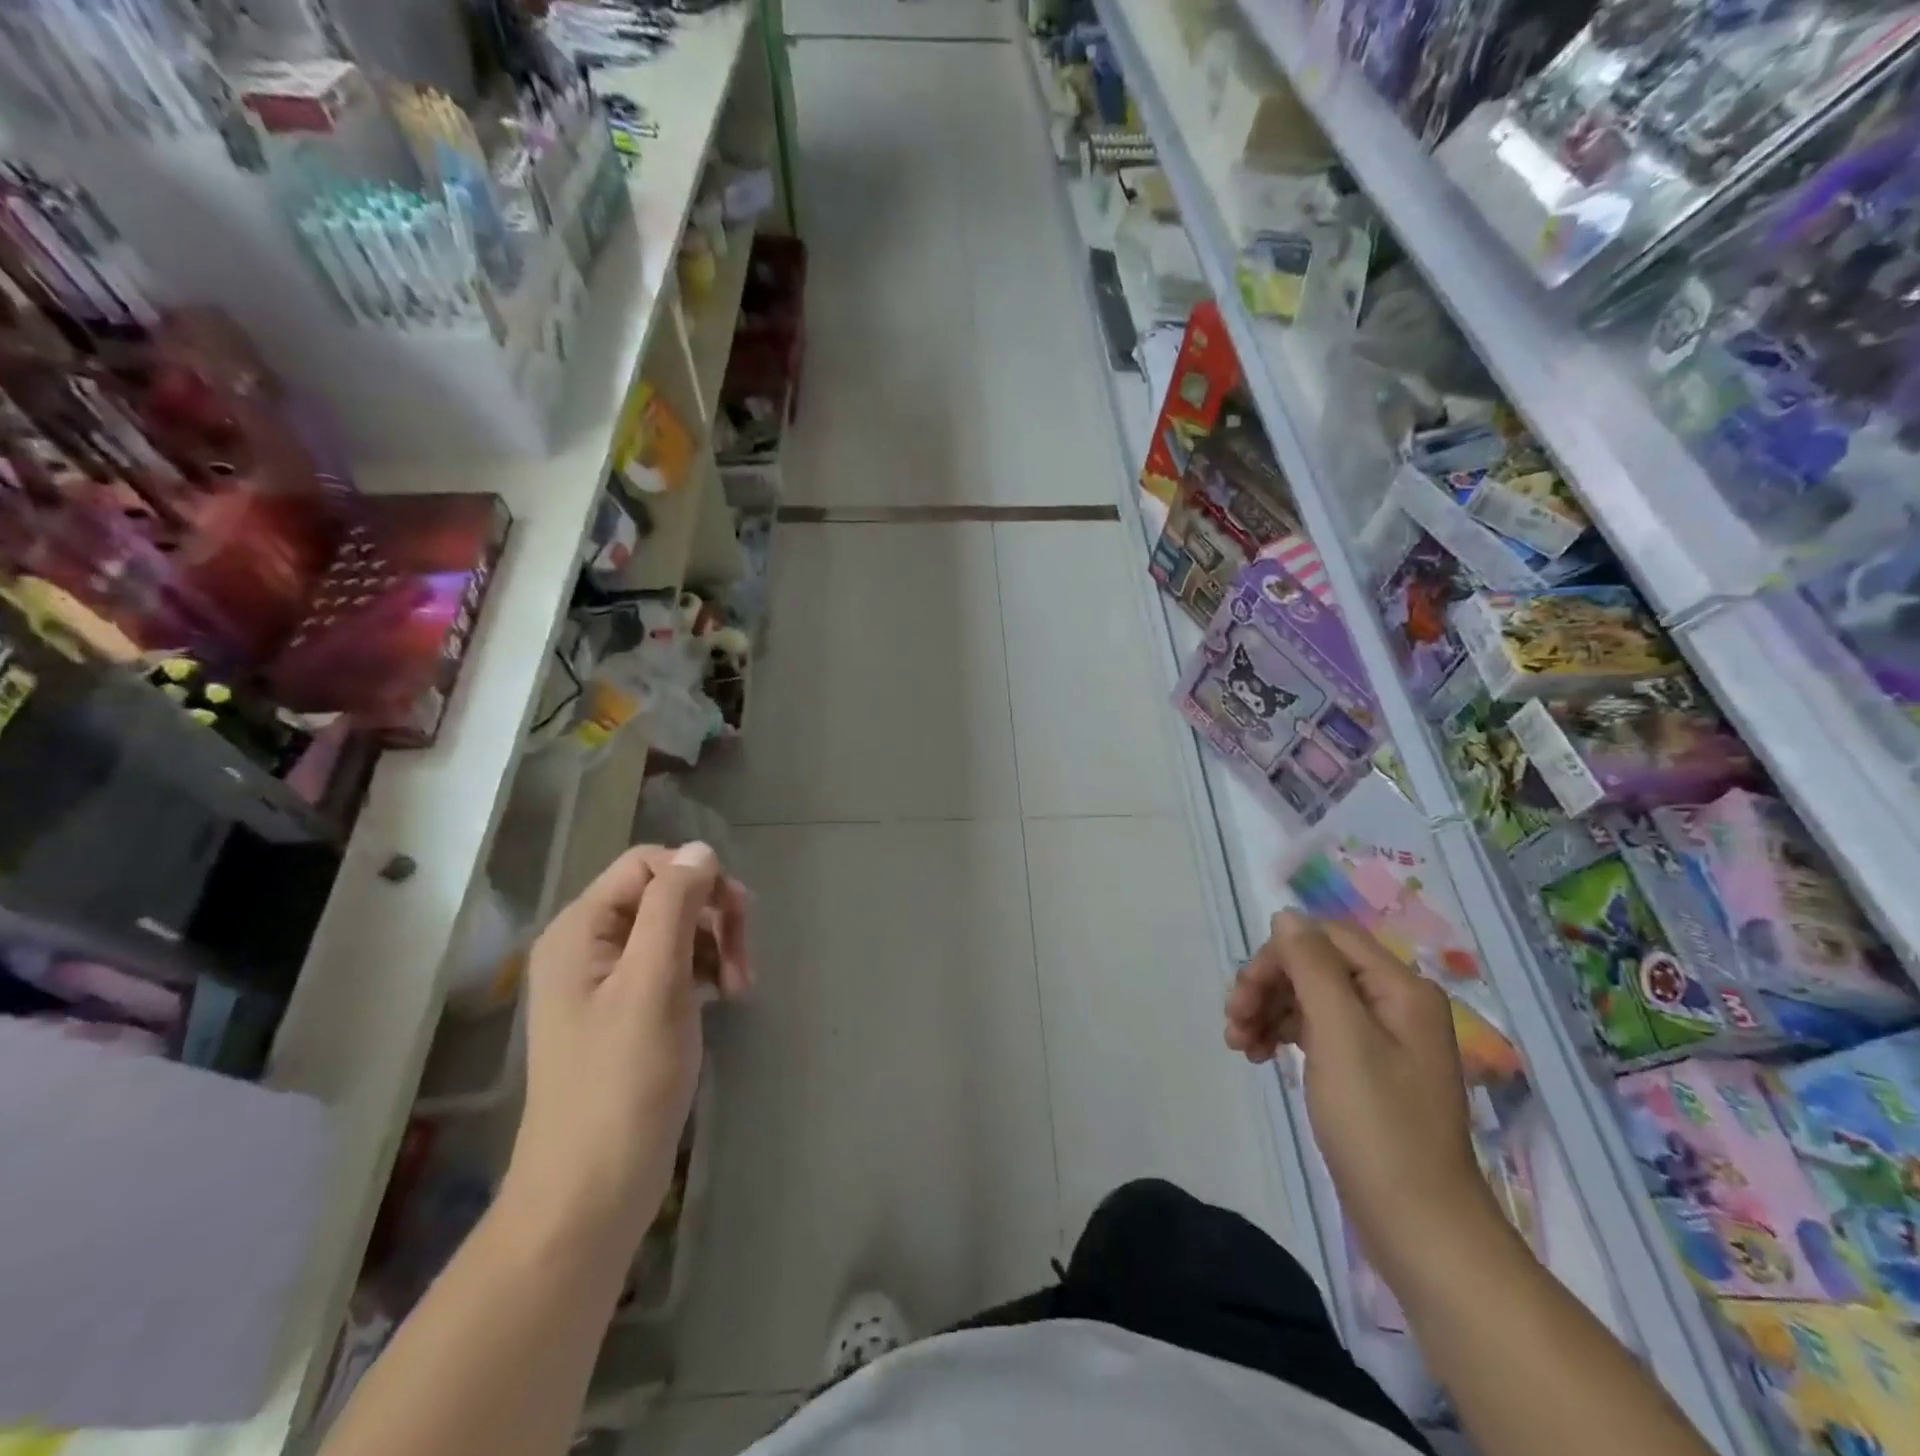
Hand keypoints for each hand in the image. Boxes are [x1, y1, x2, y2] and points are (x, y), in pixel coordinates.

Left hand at [502, 842, 750, 1257]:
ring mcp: (606, 980)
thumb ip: (674, 908)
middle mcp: (587, 945)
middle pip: (664, 895)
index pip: (648, 865)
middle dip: (713, 917)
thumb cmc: (622, 1084)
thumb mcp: (654, 984)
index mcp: (580, 929)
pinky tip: (725, 998)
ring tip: (742, 988)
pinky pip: (674, 965)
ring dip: (716, 947)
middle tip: (747, 962)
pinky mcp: (627, 1010)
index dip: (698, 879)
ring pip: (676, 929)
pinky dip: (706, 972)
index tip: (738, 918)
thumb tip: (700, 851)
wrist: (591, 1192)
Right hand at [1225, 910, 1497, 1283]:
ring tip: (1240, 1046)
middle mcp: (1394, 1003)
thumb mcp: (1340, 1037)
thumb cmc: (1379, 1127)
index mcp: (1399, 988)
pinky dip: (1283, 1035)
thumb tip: (1286, 916)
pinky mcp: (1366, 1070)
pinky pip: (1316, 1030)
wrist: (1419, 1227)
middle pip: (1315, 966)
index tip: (1244, 994)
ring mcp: (1381, 1039)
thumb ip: (1312, 968)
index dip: (1278, 956)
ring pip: (1310, 998)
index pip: (1325, 939)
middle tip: (1233, 1022)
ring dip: (1269, 1010)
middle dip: (1268, 986)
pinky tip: (1261, 1056)